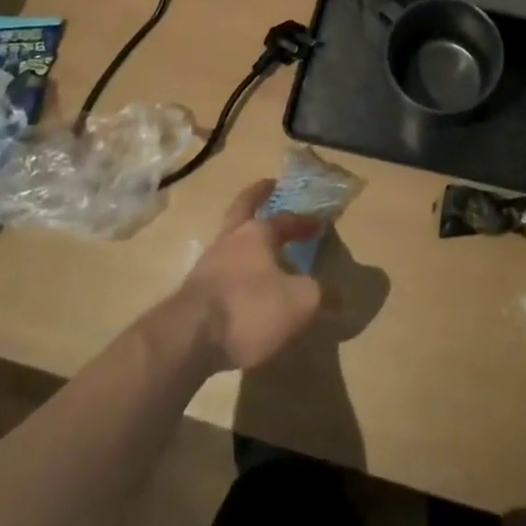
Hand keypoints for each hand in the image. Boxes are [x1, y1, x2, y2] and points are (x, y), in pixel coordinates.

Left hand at [169, 179, 324, 373]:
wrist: (187, 339)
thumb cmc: (249, 309)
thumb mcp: (299, 303)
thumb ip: (320, 295)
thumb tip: (337, 295)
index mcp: (257, 234)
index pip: (286, 219)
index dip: (304, 222)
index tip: (319, 223)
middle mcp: (230, 239)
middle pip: (243, 207)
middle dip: (257, 196)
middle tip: (268, 186)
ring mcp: (207, 264)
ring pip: (229, 237)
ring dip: (243, 235)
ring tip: (257, 244)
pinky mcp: (193, 292)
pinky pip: (219, 269)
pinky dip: (233, 267)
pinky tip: (240, 283)